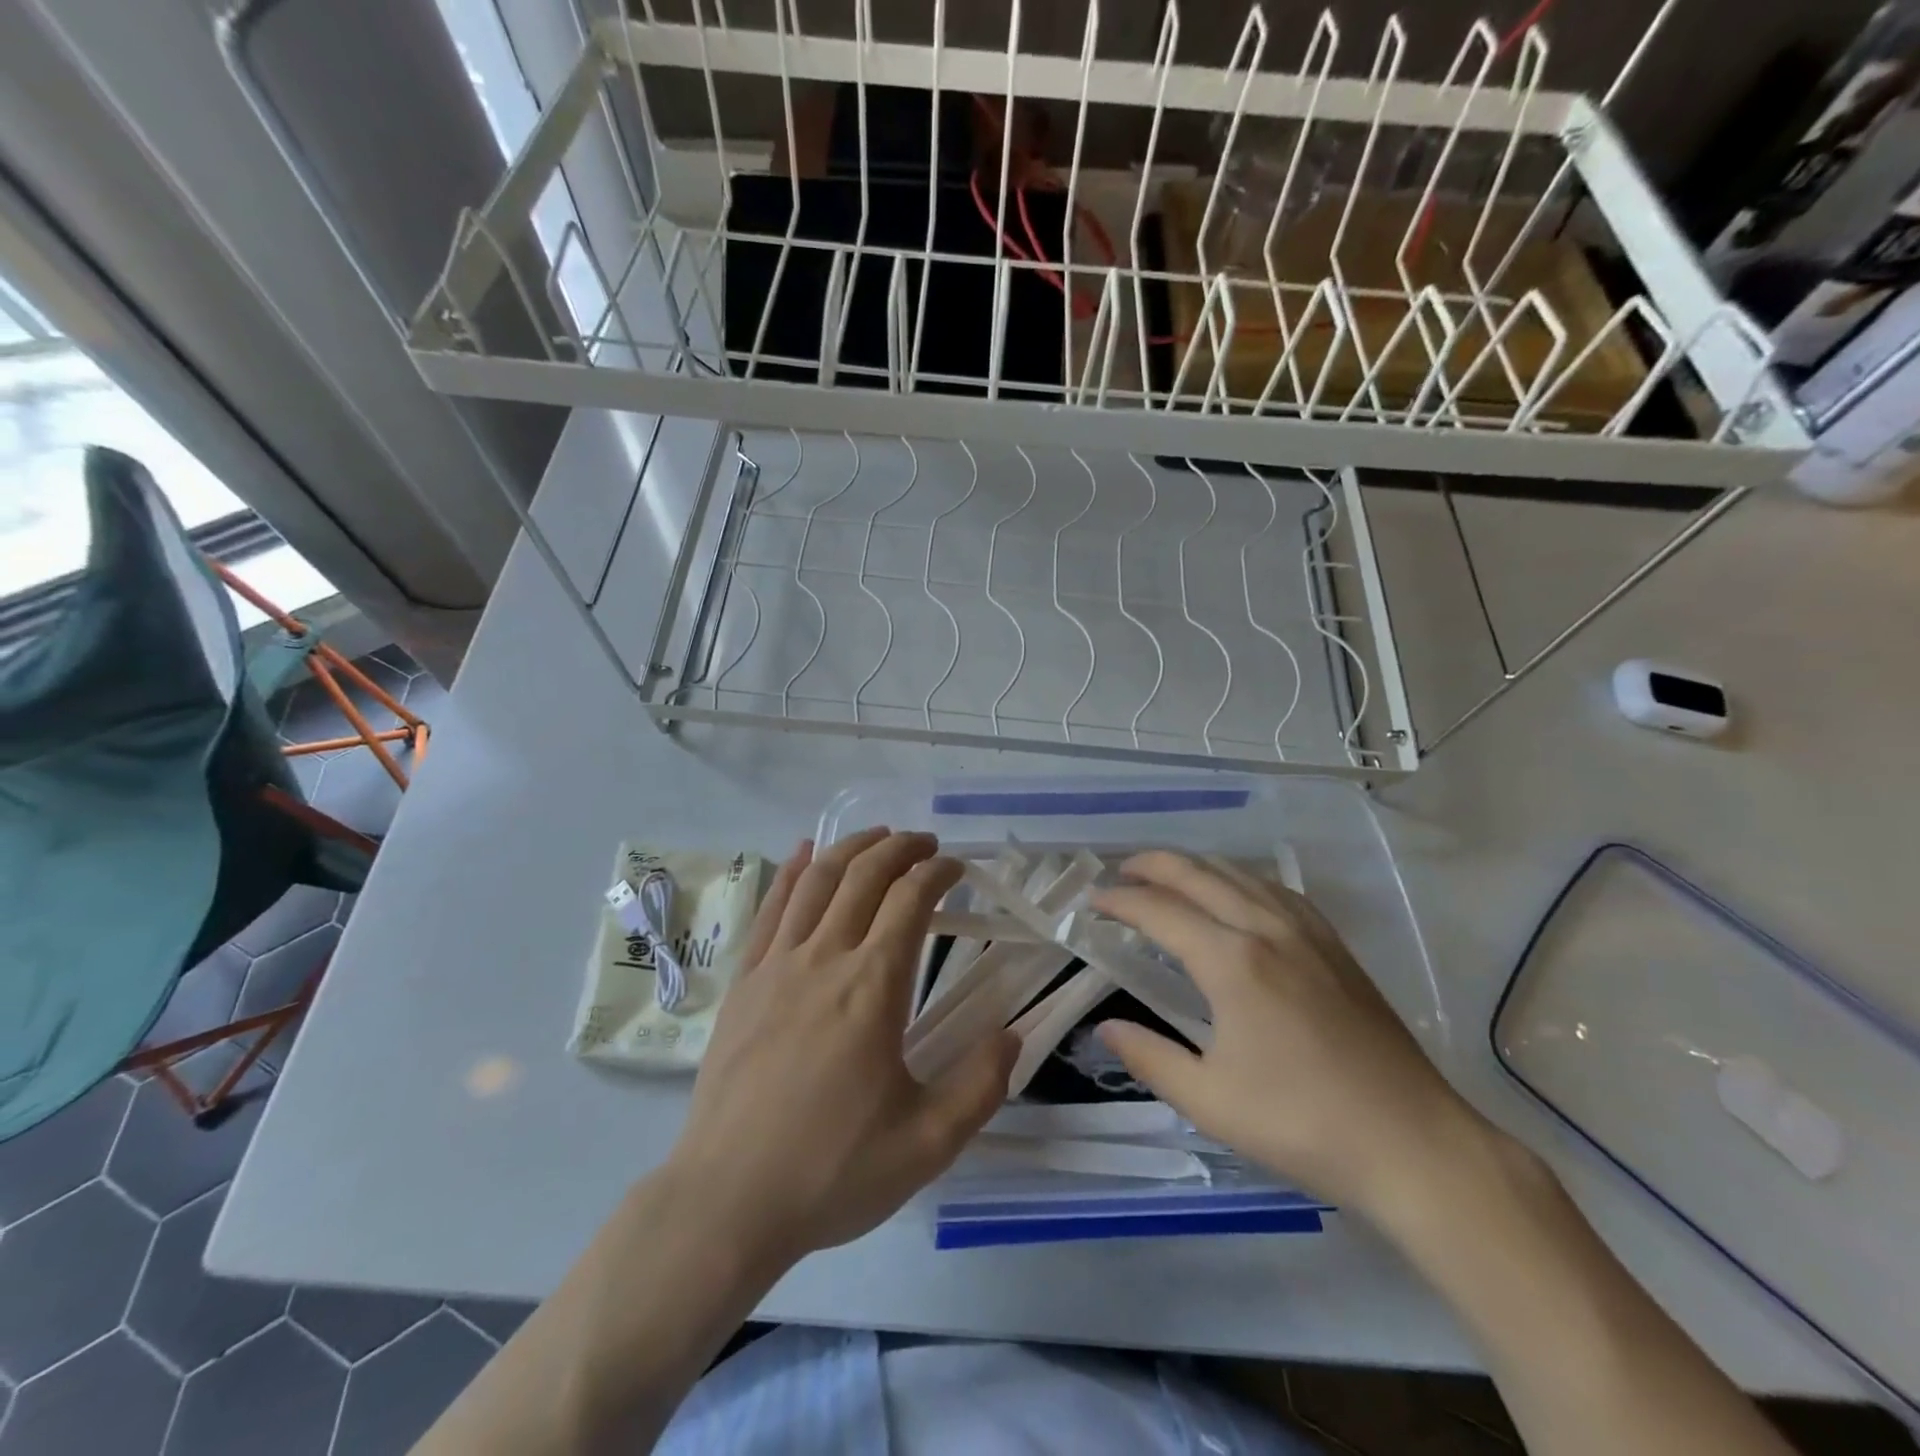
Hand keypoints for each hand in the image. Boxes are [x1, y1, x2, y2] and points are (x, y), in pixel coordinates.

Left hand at [668, 828, 1016, 1267]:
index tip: (957, 869)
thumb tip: (1013, 1036)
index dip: (938, 873)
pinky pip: (771, 908)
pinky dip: (792, 871)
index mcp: (872, 987)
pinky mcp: (744, 982)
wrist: (727, 1200)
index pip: (910, 900)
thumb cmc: (831, 1170)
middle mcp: (824, 958)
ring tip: (878, 837)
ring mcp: (776, 965)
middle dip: (900, 849)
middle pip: (864, 876)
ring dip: (851, 848)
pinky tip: (803, 853)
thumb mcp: (926, 1143)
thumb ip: (980, 1085)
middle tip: (926, 844)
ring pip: (816, 880)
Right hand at [1091, 852, 1481, 1217]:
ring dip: (1195, 867)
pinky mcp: (1335, 946)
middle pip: (1198, 874)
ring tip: (1167, 876)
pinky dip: (1241, 880)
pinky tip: (1238, 894)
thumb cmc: (1302, 1124)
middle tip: (1119, 873)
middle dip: (1152, 866)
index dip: (1120, 902)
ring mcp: (1306, 932)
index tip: (1092, 903)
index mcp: (1232, 962)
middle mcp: (1266, 929)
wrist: (1413, 1144)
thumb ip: (1149, 1057)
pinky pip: (1277, 890)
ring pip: (1240, 874)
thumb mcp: (1210, 1101)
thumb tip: (1105, 1028)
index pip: (1160, 911)